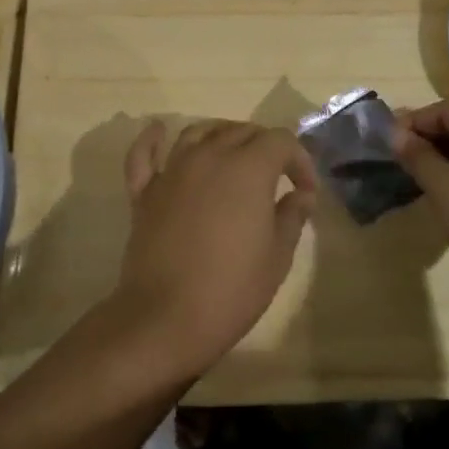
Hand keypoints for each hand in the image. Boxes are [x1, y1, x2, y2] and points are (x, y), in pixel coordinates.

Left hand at [106, 119, 317, 385]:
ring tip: (233, 154)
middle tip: (277, 176)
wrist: (165, 318)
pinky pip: (144, 154)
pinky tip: (159, 130)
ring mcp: (173, 171)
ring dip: (221, 135)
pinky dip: (152, 139)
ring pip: (198, 132)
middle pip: (241, 131)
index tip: (305, 190)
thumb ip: (291, 216)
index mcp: (248, 168)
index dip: (299, 160)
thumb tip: (300, 194)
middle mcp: (209, 156)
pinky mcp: (144, 191)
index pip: (280, 141)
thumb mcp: (277, 257)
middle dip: (265, 146)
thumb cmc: (231, 289)